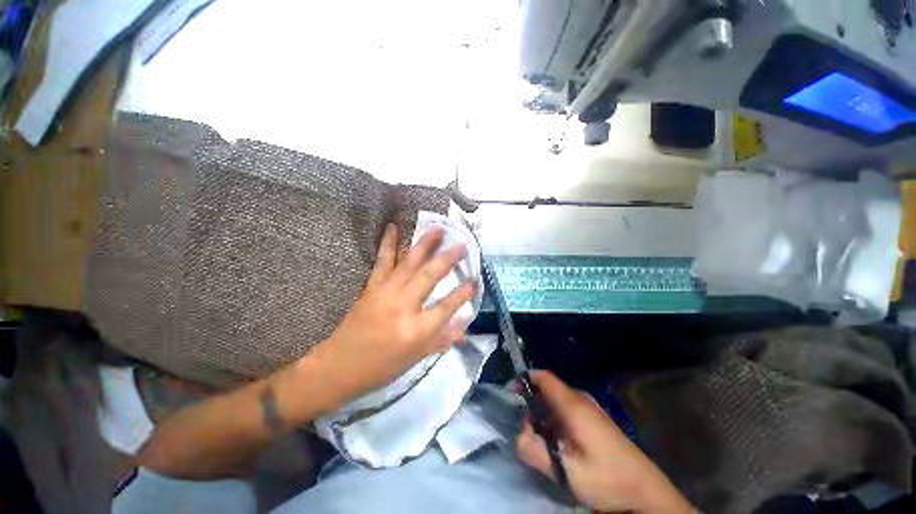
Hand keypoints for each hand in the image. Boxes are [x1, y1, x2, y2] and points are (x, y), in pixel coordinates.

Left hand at [312, 223, 476, 403]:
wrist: (340, 366)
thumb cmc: (383, 366)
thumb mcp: (417, 358)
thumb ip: (443, 339)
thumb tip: (466, 326)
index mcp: (417, 330)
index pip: (446, 307)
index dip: (462, 294)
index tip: (474, 281)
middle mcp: (404, 306)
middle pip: (430, 276)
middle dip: (448, 259)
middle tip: (462, 244)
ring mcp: (386, 292)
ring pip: (410, 263)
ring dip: (425, 244)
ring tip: (438, 229)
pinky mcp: (372, 286)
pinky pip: (382, 260)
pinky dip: (388, 242)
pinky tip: (393, 227)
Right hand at [516, 371, 693, 513]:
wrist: (646, 491)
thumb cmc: (606, 477)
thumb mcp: (565, 470)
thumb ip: (535, 451)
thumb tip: (519, 436)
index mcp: (572, 404)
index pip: (543, 377)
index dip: (525, 378)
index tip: (512, 392)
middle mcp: (581, 400)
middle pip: (547, 391)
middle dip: (533, 409)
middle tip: (530, 434)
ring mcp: (590, 409)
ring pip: (557, 403)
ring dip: (545, 419)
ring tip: (546, 446)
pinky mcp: (596, 420)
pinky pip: (568, 412)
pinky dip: (556, 423)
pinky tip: (562, 447)